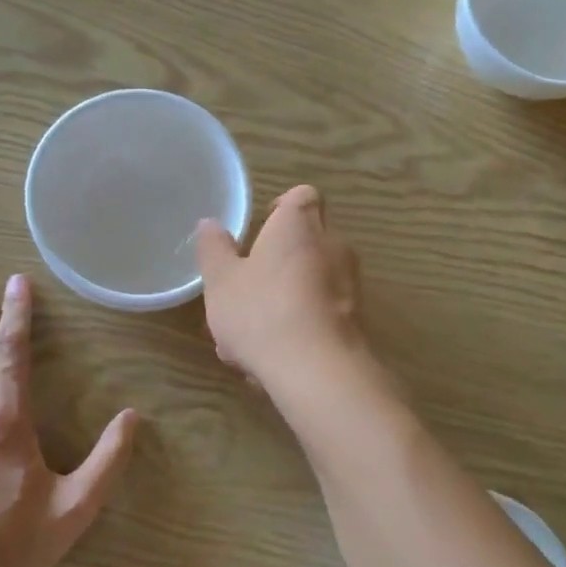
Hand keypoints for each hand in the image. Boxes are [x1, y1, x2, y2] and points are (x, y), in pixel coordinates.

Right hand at [195, 185, 365, 383]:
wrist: (317, 370)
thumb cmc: (262, 312)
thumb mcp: (221, 281)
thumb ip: (214, 250)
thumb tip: (210, 224)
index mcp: (299, 225)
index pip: (302, 196)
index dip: (282, 208)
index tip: (261, 229)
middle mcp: (332, 245)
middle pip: (308, 239)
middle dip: (279, 259)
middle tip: (248, 286)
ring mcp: (349, 284)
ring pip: (313, 280)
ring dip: (286, 297)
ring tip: (251, 334)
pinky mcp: (355, 320)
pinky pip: (322, 312)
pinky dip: (300, 325)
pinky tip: (272, 357)